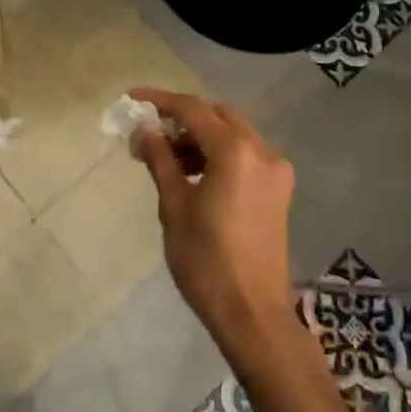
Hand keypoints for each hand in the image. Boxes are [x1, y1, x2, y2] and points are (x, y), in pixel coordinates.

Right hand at [127, 88, 295, 354]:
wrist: (252, 313)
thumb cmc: (206, 260)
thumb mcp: (174, 206)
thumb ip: (160, 160)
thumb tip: (143, 130)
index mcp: (235, 150)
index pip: (192, 109)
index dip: (159, 101)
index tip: (131, 99)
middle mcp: (262, 149)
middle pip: (217, 115)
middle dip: (182, 117)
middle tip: (149, 133)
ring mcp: (275, 169)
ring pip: (233, 133)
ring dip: (201, 136)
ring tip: (166, 156)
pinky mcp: (279, 189)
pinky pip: (246, 154)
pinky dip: (220, 153)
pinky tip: (194, 172)